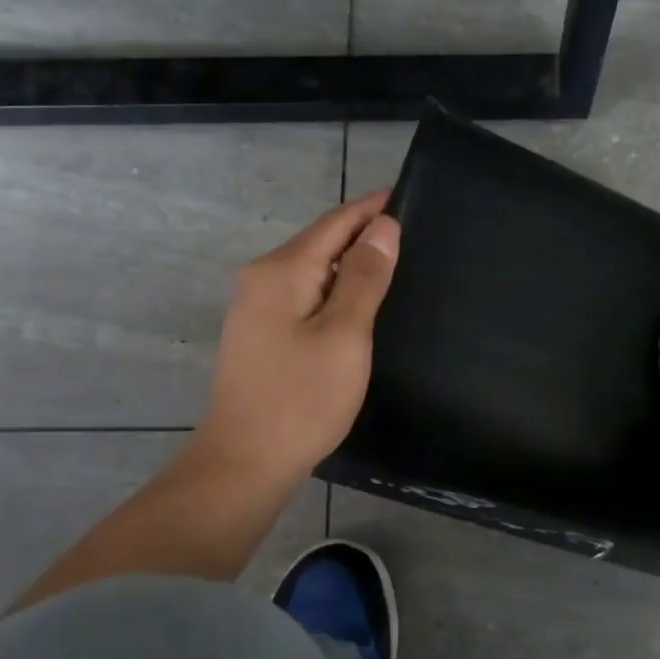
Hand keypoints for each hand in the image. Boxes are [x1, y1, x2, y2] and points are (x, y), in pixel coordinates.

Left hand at [191, 189, 400, 494]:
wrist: (245, 462)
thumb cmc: (301, 398)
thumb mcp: (344, 335)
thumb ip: (364, 277)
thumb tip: (383, 227)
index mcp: (281, 271)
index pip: (335, 223)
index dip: (372, 209)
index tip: (407, 196)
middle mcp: (262, 280)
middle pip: (320, 244)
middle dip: (363, 236)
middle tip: (414, 237)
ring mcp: (256, 310)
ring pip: (313, 273)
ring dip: (350, 267)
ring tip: (395, 269)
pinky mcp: (261, 337)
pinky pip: (304, 299)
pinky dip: (334, 295)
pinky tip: (358, 309)